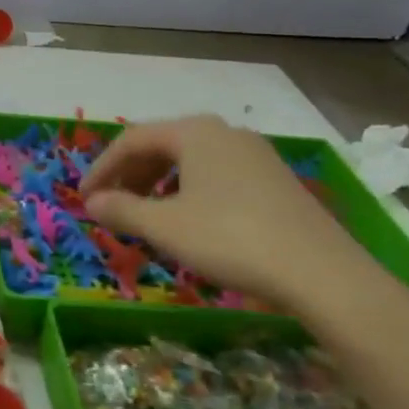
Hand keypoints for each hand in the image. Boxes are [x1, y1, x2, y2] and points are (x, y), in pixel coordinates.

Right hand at [79, 115, 383, 317]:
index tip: (84, 198)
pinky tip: (190, 221)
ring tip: (146, 215)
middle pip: (162, 145)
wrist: (325, 276)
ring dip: (158, 184)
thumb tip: (92, 202)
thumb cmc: (231, 240)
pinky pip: (217, 174)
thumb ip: (121, 210)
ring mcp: (255, 155)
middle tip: (111, 205)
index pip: (132, 140)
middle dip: (130, 175)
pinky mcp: (276, 180)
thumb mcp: (165, 227)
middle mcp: (224, 132)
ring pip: (191, 161)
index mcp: (194, 132)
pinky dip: (190, 191)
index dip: (101, 168)